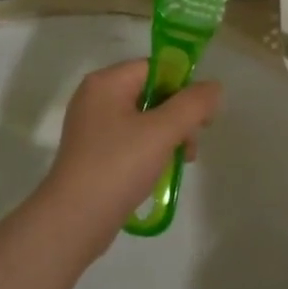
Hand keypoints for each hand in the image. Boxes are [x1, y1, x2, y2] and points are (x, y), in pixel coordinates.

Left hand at [39, 61, 221, 250]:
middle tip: (192, 143)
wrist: (74, 220)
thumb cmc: (118, 166)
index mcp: (106, 83)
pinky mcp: (93, 152)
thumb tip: (213, 87)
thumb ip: (193, 104)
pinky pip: (131, 139)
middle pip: (151, 93)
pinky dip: (150, 149)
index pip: (155, 68)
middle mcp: (95, 98)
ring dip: (168, 135)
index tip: (202, 115)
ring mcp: (92, 126)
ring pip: (143, 119)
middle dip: (178, 115)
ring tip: (182, 160)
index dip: (183, 86)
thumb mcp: (162, 131)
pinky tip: (162, 170)